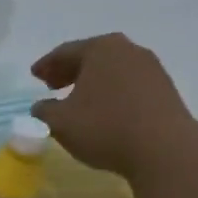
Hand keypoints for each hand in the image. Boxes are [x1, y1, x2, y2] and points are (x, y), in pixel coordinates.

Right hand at [30, 34, 196, 176]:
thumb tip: (41, 106)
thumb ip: (43, 110)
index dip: (46, 65)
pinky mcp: (164, 87)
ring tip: (77, 99)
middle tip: (52, 85)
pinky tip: (104, 109)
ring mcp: (150, 67)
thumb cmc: (104, 127)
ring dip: (91, 81)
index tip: (34, 75)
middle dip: (69, 70)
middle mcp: (127, 50)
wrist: (163, 148)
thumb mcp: (59, 122)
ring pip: (111, 69)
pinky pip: (127, 83)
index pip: (65, 52)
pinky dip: (110, 91)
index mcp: (99, 49)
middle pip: (91, 56)